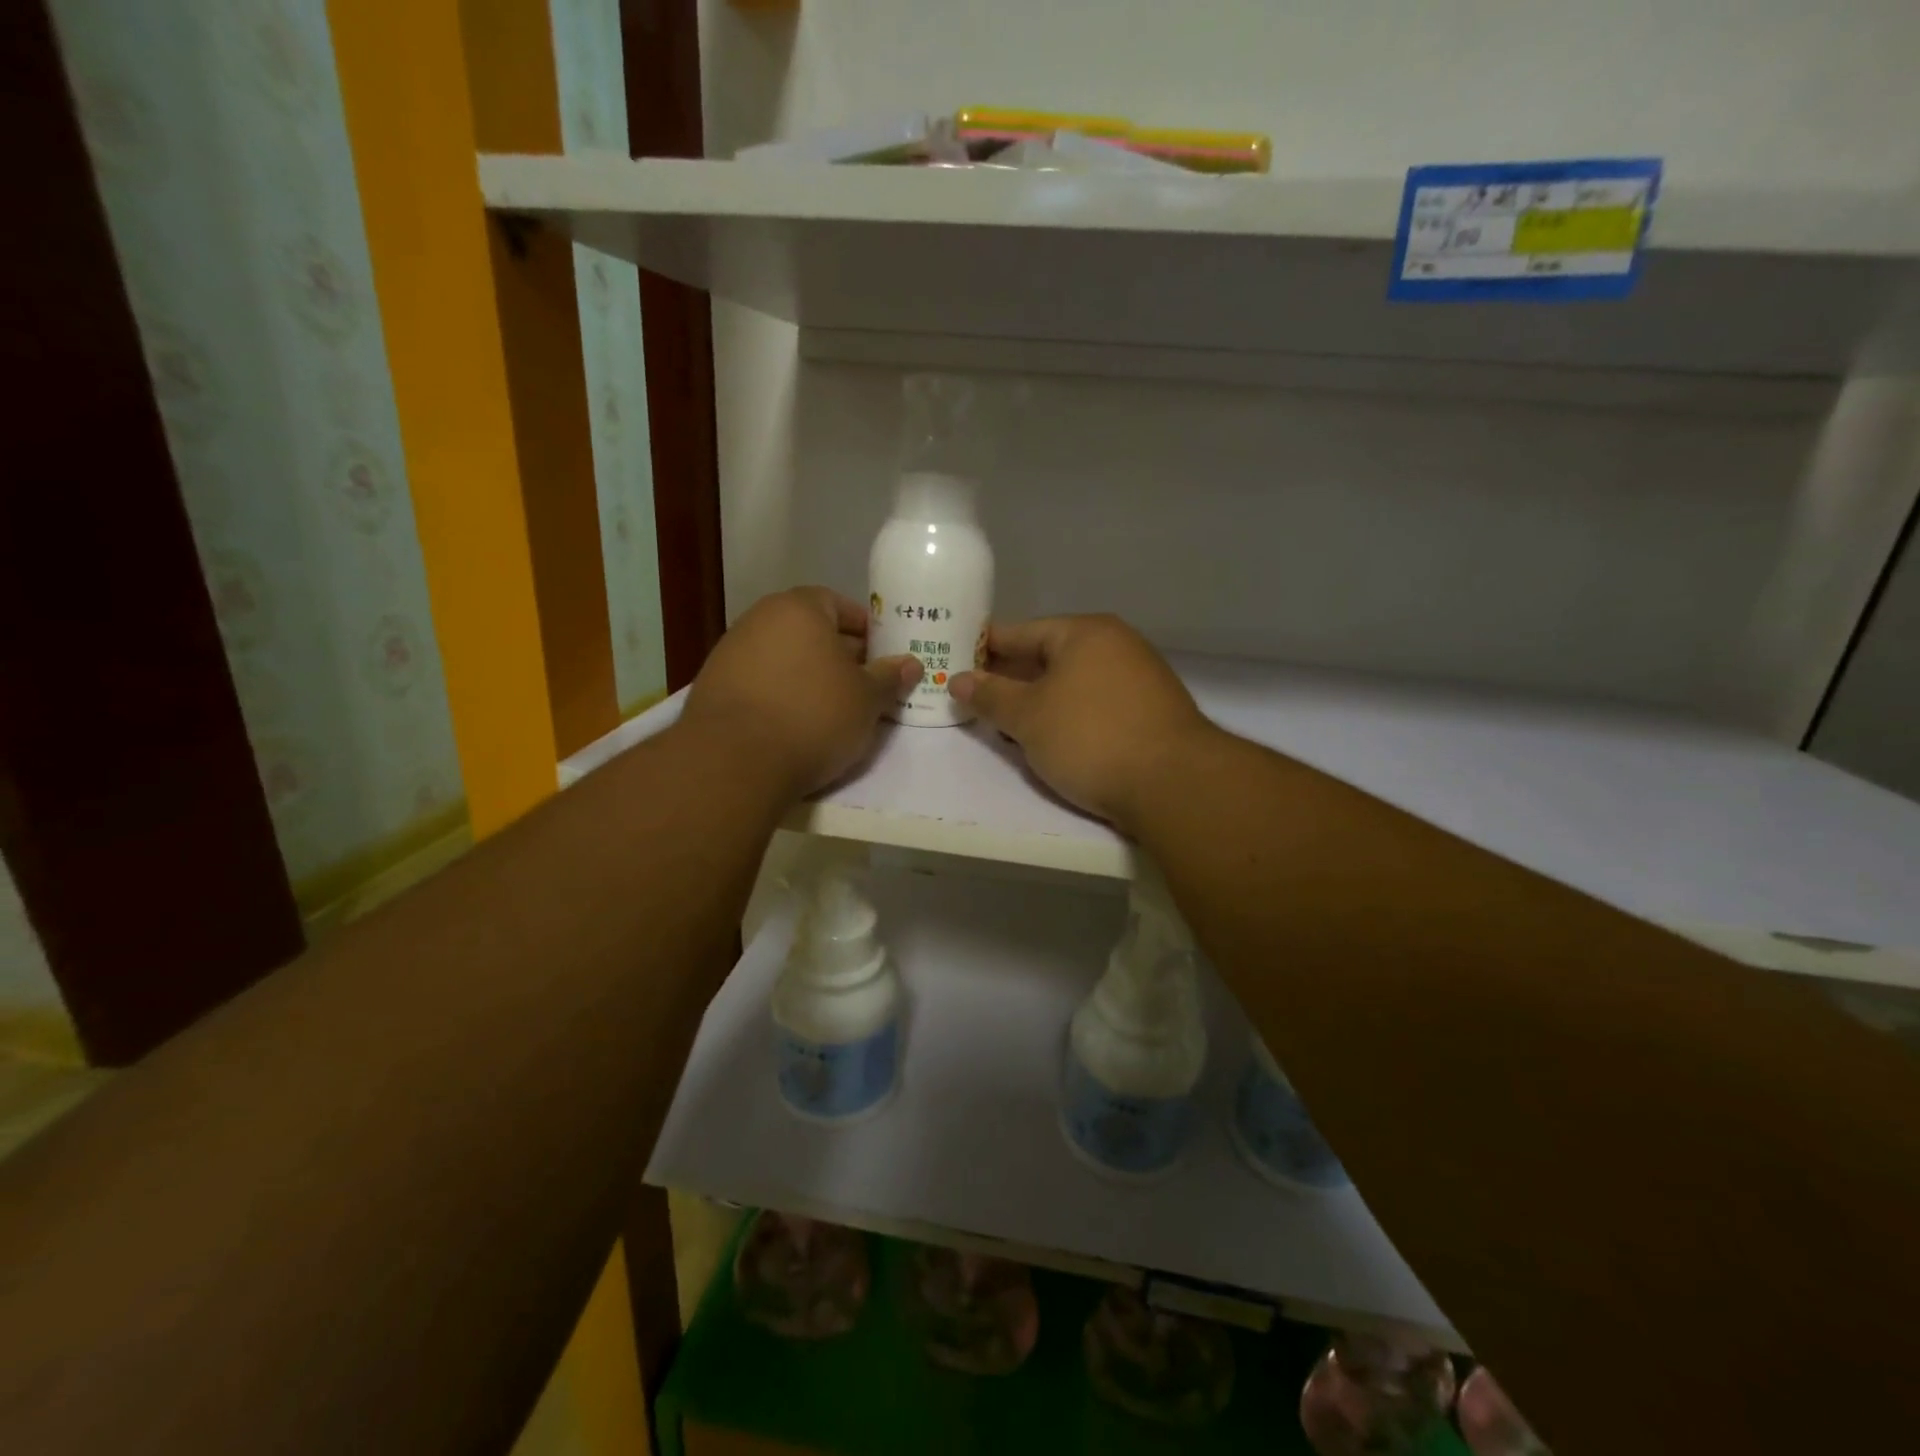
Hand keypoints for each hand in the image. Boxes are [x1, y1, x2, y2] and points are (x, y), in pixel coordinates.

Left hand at [682, 587, 921, 798]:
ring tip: (831, 707)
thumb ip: (889, 677)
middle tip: (863, 683)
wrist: (734, 761)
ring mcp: (731, 652)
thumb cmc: (813, 716)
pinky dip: (780, 694)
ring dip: (808, 675)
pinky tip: (794, 722)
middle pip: (808, 630)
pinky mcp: (713, 686)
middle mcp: (760, 619)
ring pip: (783, 657)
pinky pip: (760, 681)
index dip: (864, 627)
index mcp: (800, 608)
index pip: (838, 603)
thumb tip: (911, 663)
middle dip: (838, 653)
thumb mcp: (866, 699)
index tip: (881, 653)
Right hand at [949, 615, 1212, 831]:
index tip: (956, 663)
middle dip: (1011, 679)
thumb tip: (958, 679)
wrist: (1173, 784)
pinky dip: (1068, 717)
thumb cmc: (1090, 737)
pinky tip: (1052, 740)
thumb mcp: (1028, 717)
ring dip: (1039, 702)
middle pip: (1049, 656)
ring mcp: (1139, 678)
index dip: (985, 648)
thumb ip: (990, 695)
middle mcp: (1116, 645)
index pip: (1021, 632)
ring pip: (1073, 684)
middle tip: (975, 699)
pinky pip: (1095, 705)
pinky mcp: (1151, 712)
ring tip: (1006, 725)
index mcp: (1085, 633)